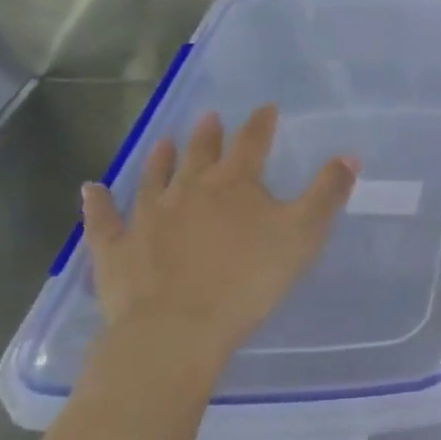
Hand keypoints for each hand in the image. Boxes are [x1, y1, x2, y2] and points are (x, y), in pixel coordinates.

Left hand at [80, 106, 356, 363]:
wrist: (176, 331)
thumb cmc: (248, 280)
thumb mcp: (304, 233)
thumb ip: (328, 192)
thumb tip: (349, 155)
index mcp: (235, 183)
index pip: (252, 142)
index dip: (261, 123)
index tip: (267, 108)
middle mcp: (189, 190)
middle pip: (200, 154)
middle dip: (209, 134)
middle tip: (210, 117)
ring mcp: (147, 217)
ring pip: (154, 178)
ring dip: (160, 158)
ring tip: (163, 141)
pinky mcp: (115, 249)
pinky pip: (104, 220)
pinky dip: (98, 203)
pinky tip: (91, 189)